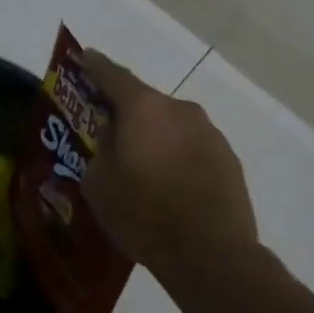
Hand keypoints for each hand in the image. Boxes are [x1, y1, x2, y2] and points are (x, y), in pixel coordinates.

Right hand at [79, 51, 257, 279]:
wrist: (211, 255)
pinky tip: (172, 185)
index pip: (113, 75)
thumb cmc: (144, 214)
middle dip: (127, 114)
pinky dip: (179, 157)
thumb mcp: (99, 183)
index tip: (84, 57)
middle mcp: (180, 109)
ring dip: (156, 137)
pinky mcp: (229, 159)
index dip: (95, 65)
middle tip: (111, 133)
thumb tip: (112, 132)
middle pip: (145, 102)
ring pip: (172, 126)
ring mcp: (209, 133)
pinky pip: (193, 148)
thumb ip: (101, 147)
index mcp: (144, 108)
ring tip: (144, 168)